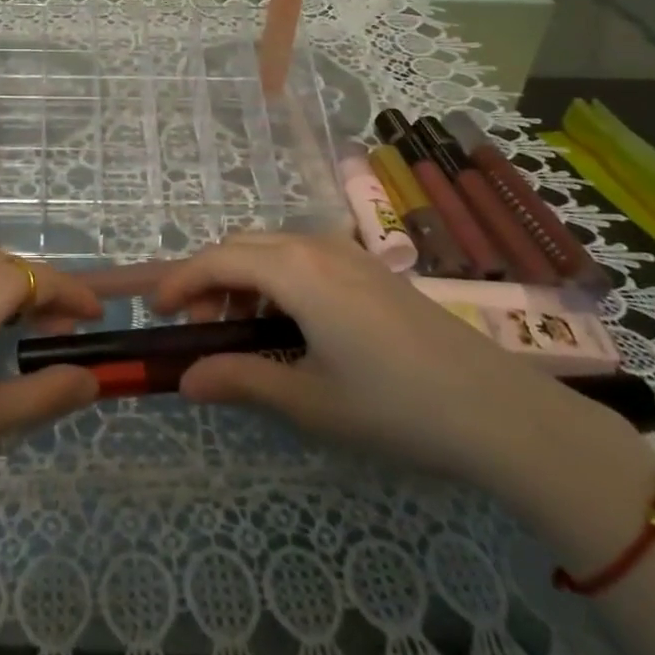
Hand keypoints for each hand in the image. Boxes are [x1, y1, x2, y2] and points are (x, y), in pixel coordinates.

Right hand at [155, 233, 613, 485]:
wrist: (498, 410)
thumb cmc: (393, 405)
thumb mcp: (308, 399)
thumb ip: (240, 380)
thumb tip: (185, 379)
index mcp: (296, 270)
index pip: (218, 259)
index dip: (180, 281)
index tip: (157, 312)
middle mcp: (317, 246)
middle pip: (242, 244)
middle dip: (209, 277)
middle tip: (198, 326)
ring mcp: (349, 253)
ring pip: (273, 246)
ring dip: (243, 276)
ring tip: (239, 327)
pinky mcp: (371, 268)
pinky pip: (304, 255)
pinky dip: (275, 277)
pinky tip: (287, 322)